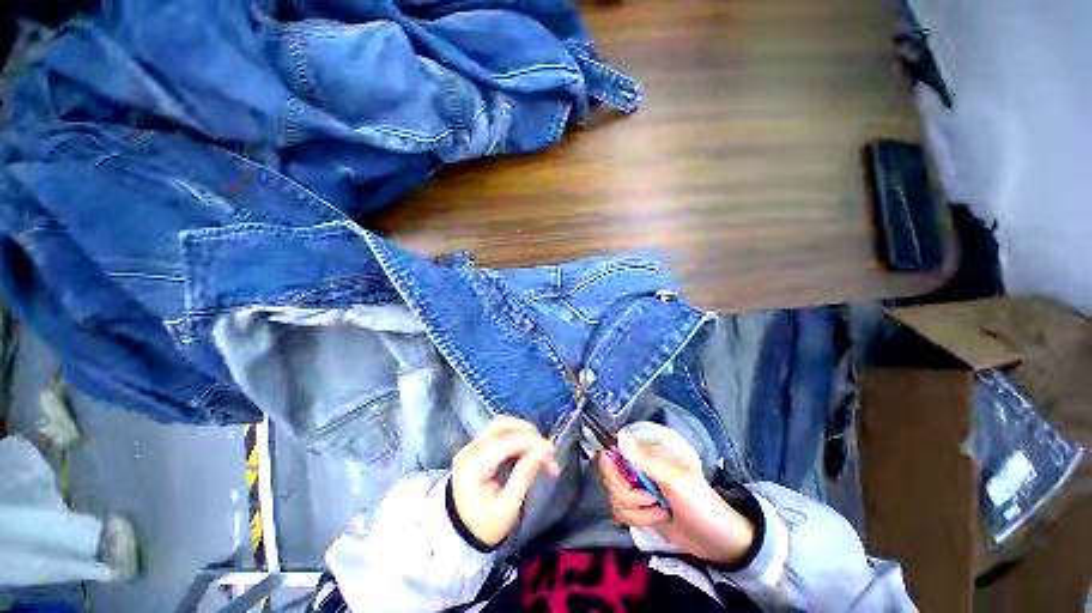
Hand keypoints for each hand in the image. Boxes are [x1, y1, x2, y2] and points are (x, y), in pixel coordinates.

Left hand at [451, 415, 560, 547]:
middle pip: (503, 425)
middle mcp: (470, 449)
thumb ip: (524, 475)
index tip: (551, 451)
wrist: (456, 536)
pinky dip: (517, 436)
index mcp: (474, 466)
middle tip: (547, 453)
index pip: (506, 440)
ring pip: (503, 424)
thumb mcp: (507, 508)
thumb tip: (544, 450)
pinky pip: (500, 432)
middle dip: (530, 435)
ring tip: (540, 451)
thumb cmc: (484, 526)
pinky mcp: (476, 446)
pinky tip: (528, 451)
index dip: (531, 440)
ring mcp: (471, 445)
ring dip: (525, 433)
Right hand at [599, 431, 754, 565]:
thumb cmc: (700, 503)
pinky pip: (620, 513)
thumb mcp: (676, 480)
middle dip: (629, 495)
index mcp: (646, 454)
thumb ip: (646, 459)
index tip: (624, 481)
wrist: (718, 541)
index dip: (611, 468)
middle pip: (610, 479)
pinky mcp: (638, 509)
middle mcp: (636, 468)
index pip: (612, 453)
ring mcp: (636, 489)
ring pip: (614, 498)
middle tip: (651, 499)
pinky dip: (636, 520)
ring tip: (660, 511)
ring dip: (636, 511)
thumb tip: (619, 435)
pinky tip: (656, 519)